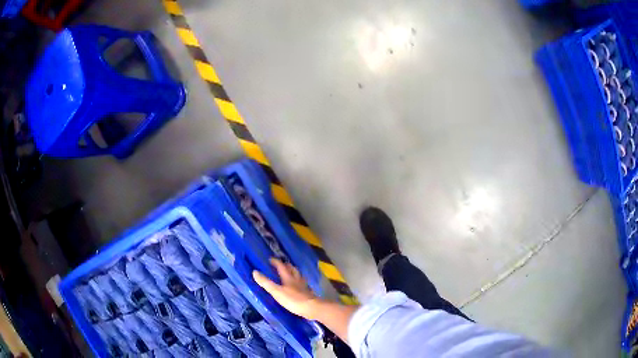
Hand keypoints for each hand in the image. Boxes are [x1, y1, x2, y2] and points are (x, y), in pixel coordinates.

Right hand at [253, 258, 319, 319]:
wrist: (311, 308)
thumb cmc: (293, 299)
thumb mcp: (276, 291)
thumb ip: (266, 282)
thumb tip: (255, 272)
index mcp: (288, 277)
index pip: (281, 266)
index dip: (276, 262)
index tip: (270, 259)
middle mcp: (297, 279)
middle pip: (292, 269)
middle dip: (286, 265)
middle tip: (281, 264)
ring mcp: (304, 286)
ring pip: (299, 276)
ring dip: (294, 273)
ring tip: (290, 273)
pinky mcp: (308, 293)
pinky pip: (303, 284)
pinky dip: (300, 283)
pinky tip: (299, 286)